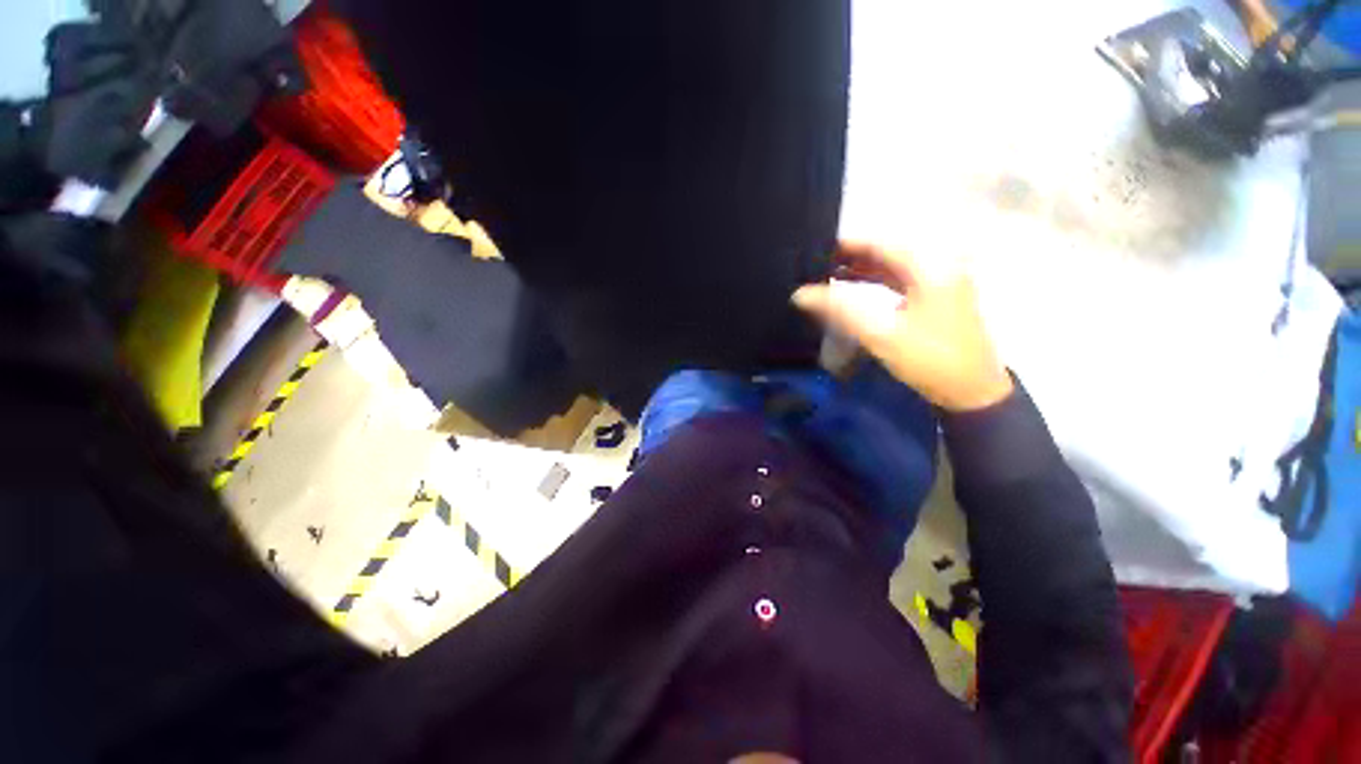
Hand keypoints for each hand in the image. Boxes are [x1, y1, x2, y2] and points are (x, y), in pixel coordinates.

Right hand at [792, 242, 1013, 412]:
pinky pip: (899, 280)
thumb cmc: (929, 360)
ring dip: (861, 268)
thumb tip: (800, 294)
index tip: (815, 248)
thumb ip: (839, 310)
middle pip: (887, 251)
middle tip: (815, 262)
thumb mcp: (881, 335)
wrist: (971, 392)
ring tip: (826, 272)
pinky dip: (874, 280)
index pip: (880, 243)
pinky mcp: (935, 298)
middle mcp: (936, 266)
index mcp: (929, 267)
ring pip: (892, 265)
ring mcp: (938, 282)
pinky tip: (852, 286)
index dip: (846, 244)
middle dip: (851, 255)